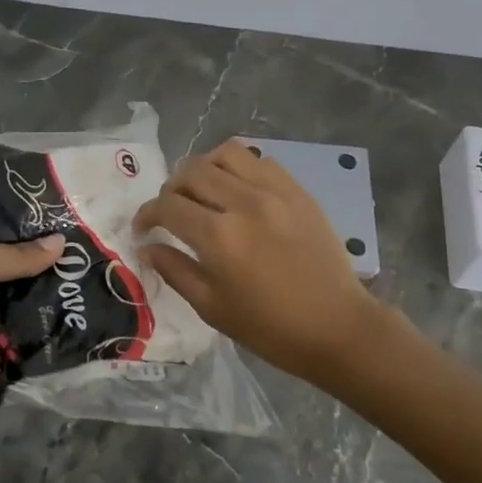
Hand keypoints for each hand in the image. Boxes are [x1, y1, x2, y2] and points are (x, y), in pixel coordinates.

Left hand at [0, 231, 64, 423]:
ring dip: (46, 291)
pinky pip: (23, 324)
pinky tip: (75, 309)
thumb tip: (62, 242)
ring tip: (85, 278)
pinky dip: (42, 320)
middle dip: (42, 261)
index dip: (26, 228)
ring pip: (21, 294)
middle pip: (11, 263)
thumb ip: (16, 254)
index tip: (64, 223)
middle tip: (82, 253)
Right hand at [133, 140, 375, 385]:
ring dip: (204, 168)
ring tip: (204, 191)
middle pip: (191, 171)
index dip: (146, 215)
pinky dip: (240, 168)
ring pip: (225, 154)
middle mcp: (243, 202)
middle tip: (172, 212)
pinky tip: (239, 191)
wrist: (338, 328)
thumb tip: (148, 247)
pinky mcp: (298, 191)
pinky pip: (260, 161)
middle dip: (171, 189)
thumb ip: (175, 271)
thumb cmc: (270, 328)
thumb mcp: (212, 308)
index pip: (167, 206)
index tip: (143, 229)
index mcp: (218, 236)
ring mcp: (274, 191)